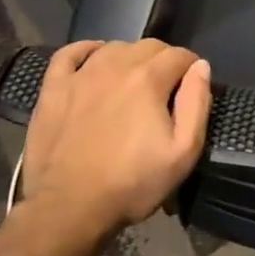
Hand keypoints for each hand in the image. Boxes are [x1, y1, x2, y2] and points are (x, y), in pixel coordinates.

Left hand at [17, 39, 213, 237]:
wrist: (68, 209)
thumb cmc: (131, 184)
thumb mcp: (183, 153)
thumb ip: (197, 104)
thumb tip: (201, 67)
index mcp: (149, 79)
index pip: (180, 55)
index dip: (191, 68)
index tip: (191, 88)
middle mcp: (115, 66)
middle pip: (149, 46)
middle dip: (164, 61)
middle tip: (166, 89)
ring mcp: (80, 75)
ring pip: (114, 47)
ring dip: (130, 57)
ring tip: (134, 81)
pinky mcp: (53, 89)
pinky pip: (69, 53)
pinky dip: (86, 50)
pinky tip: (94, 58)